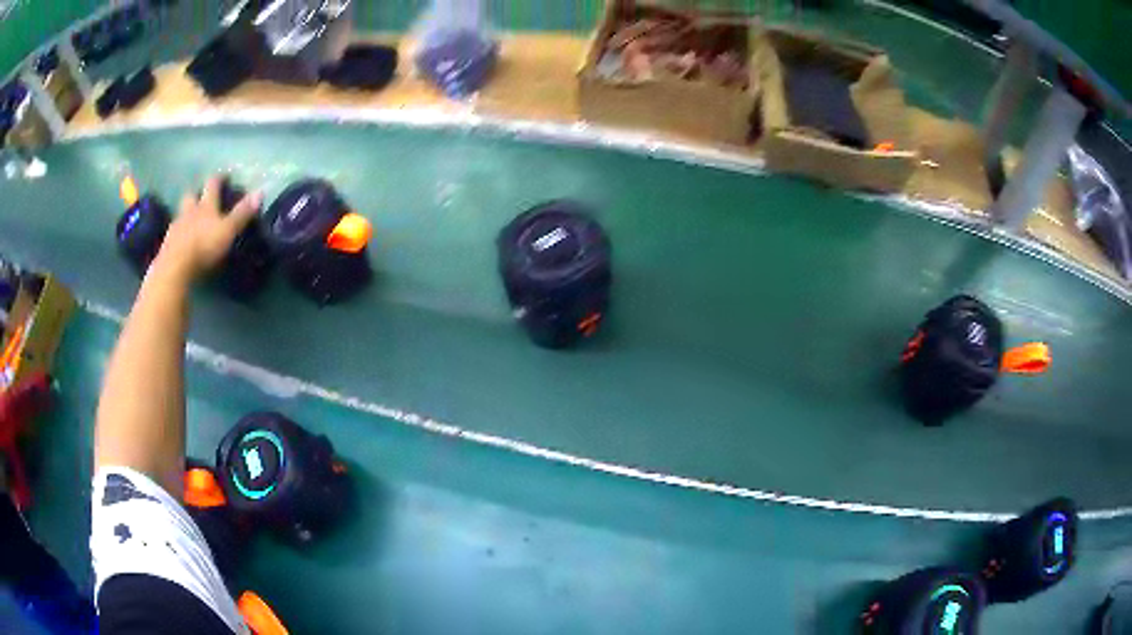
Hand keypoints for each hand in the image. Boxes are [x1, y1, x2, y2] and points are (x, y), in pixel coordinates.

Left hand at [155, 176, 262, 280]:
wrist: (176, 266)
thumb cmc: (204, 245)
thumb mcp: (228, 230)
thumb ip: (242, 213)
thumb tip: (260, 191)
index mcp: (205, 205)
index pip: (212, 184)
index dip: (219, 178)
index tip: (225, 176)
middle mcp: (189, 211)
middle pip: (191, 196)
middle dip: (196, 193)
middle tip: (201, 197)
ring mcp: (176, 227)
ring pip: (181, 214)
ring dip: (186, 214)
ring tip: (191, 221)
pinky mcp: (167, 244)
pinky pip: (174, 233)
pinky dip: (179, 234)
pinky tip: (182, 241)